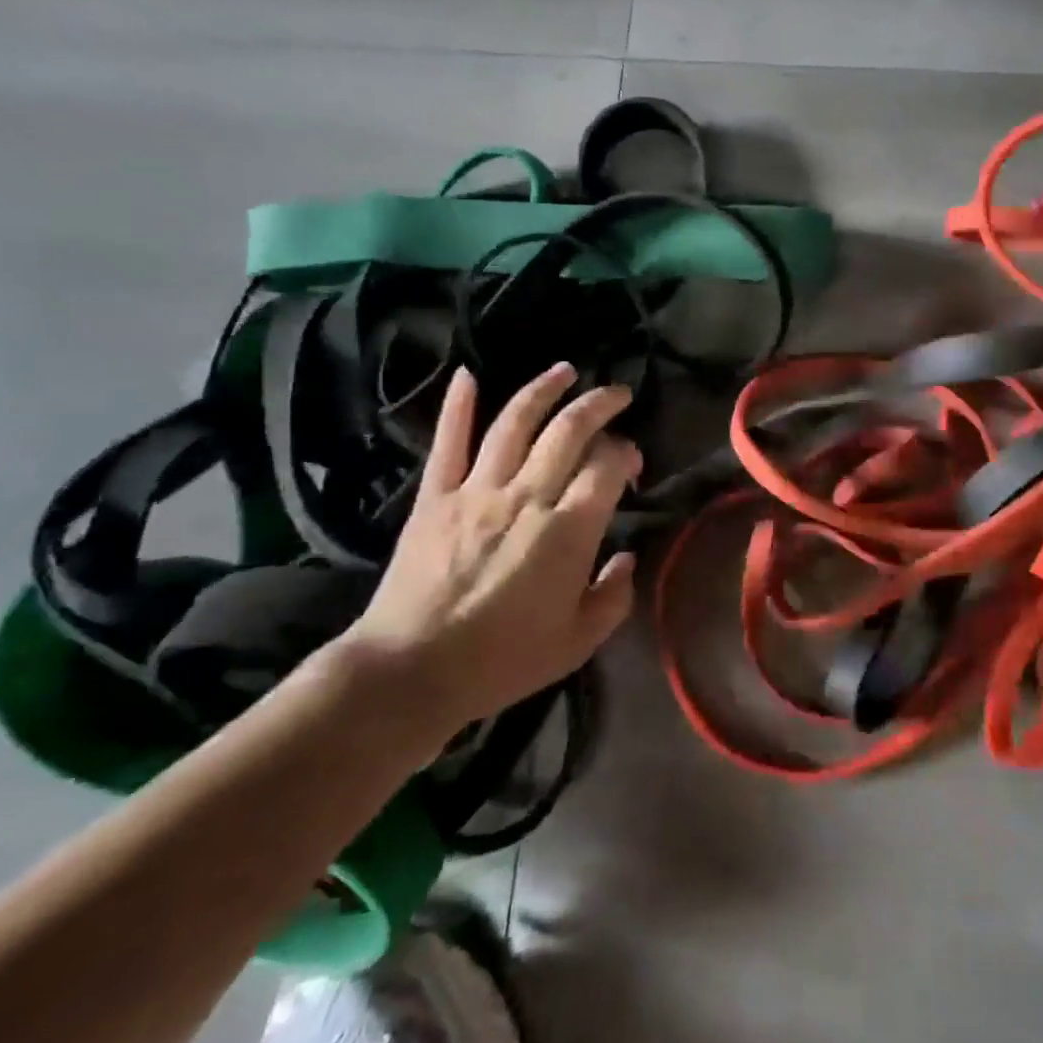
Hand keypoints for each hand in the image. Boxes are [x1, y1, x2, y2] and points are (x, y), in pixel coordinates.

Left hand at [340, 362, 642, 754]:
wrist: (411, 671)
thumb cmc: (502, 661)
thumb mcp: (578, 642)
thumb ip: (614, 596)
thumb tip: (625, 557)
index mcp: (567, 531)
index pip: (607, 467)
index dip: (626, 454)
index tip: (632, 464)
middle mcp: (526, 497)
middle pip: (569, 431)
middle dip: (598, 404)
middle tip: (616, 394)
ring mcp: (477, 491)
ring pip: (515, 423)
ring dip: (543, 390)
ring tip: (565, 371)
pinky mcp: (435, 497)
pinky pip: (449, 442)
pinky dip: (457, 406)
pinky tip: (467, 375)